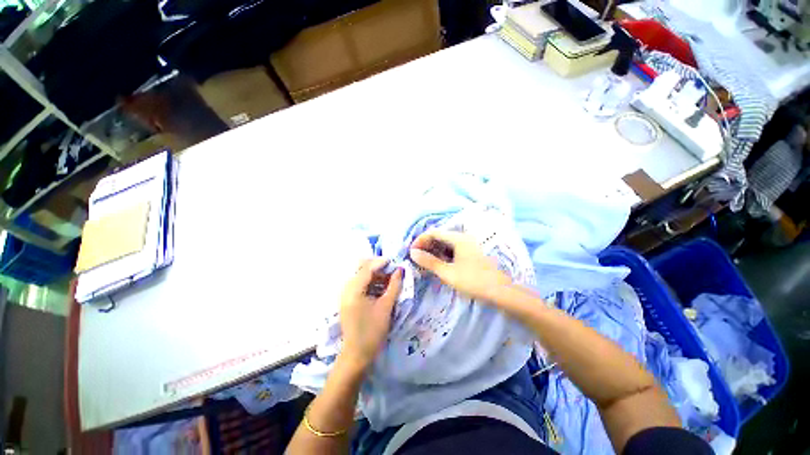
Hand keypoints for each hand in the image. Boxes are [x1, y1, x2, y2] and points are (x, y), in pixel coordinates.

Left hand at [339, 258, 402, 370]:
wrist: (357, 354)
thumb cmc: (373, 331)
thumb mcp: (386, 307)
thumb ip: (394, 286)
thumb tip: (400, 270)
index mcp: (354, 290)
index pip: (367, 268)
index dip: (381, 262)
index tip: (395, 260)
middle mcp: (347, 288)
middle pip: (361, 268)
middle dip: (377, 266)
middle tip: (392, 269)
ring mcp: (345, 294)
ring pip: (360, 275)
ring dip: (375, 274)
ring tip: (390, 278)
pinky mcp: (348, 299)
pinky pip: (359, 284)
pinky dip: (371, 282)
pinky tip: (382, 286)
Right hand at [410, 230, 510, 301]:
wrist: (502, 292)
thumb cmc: (474, 281)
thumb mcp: (448, 273)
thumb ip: (429, 261)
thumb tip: (413, 253)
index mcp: (458, 238)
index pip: (433, 232)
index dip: (420, 240)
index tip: (412, 252)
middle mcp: (464, 237)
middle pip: (440, 236)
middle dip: (426, 246)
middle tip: (417, 258)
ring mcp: (469, 245)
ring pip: (446, 243)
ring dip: (434, 251)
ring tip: (425, 262)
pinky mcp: (472, 252)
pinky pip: (453, 249)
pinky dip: (443, 255)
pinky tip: (439, 264)